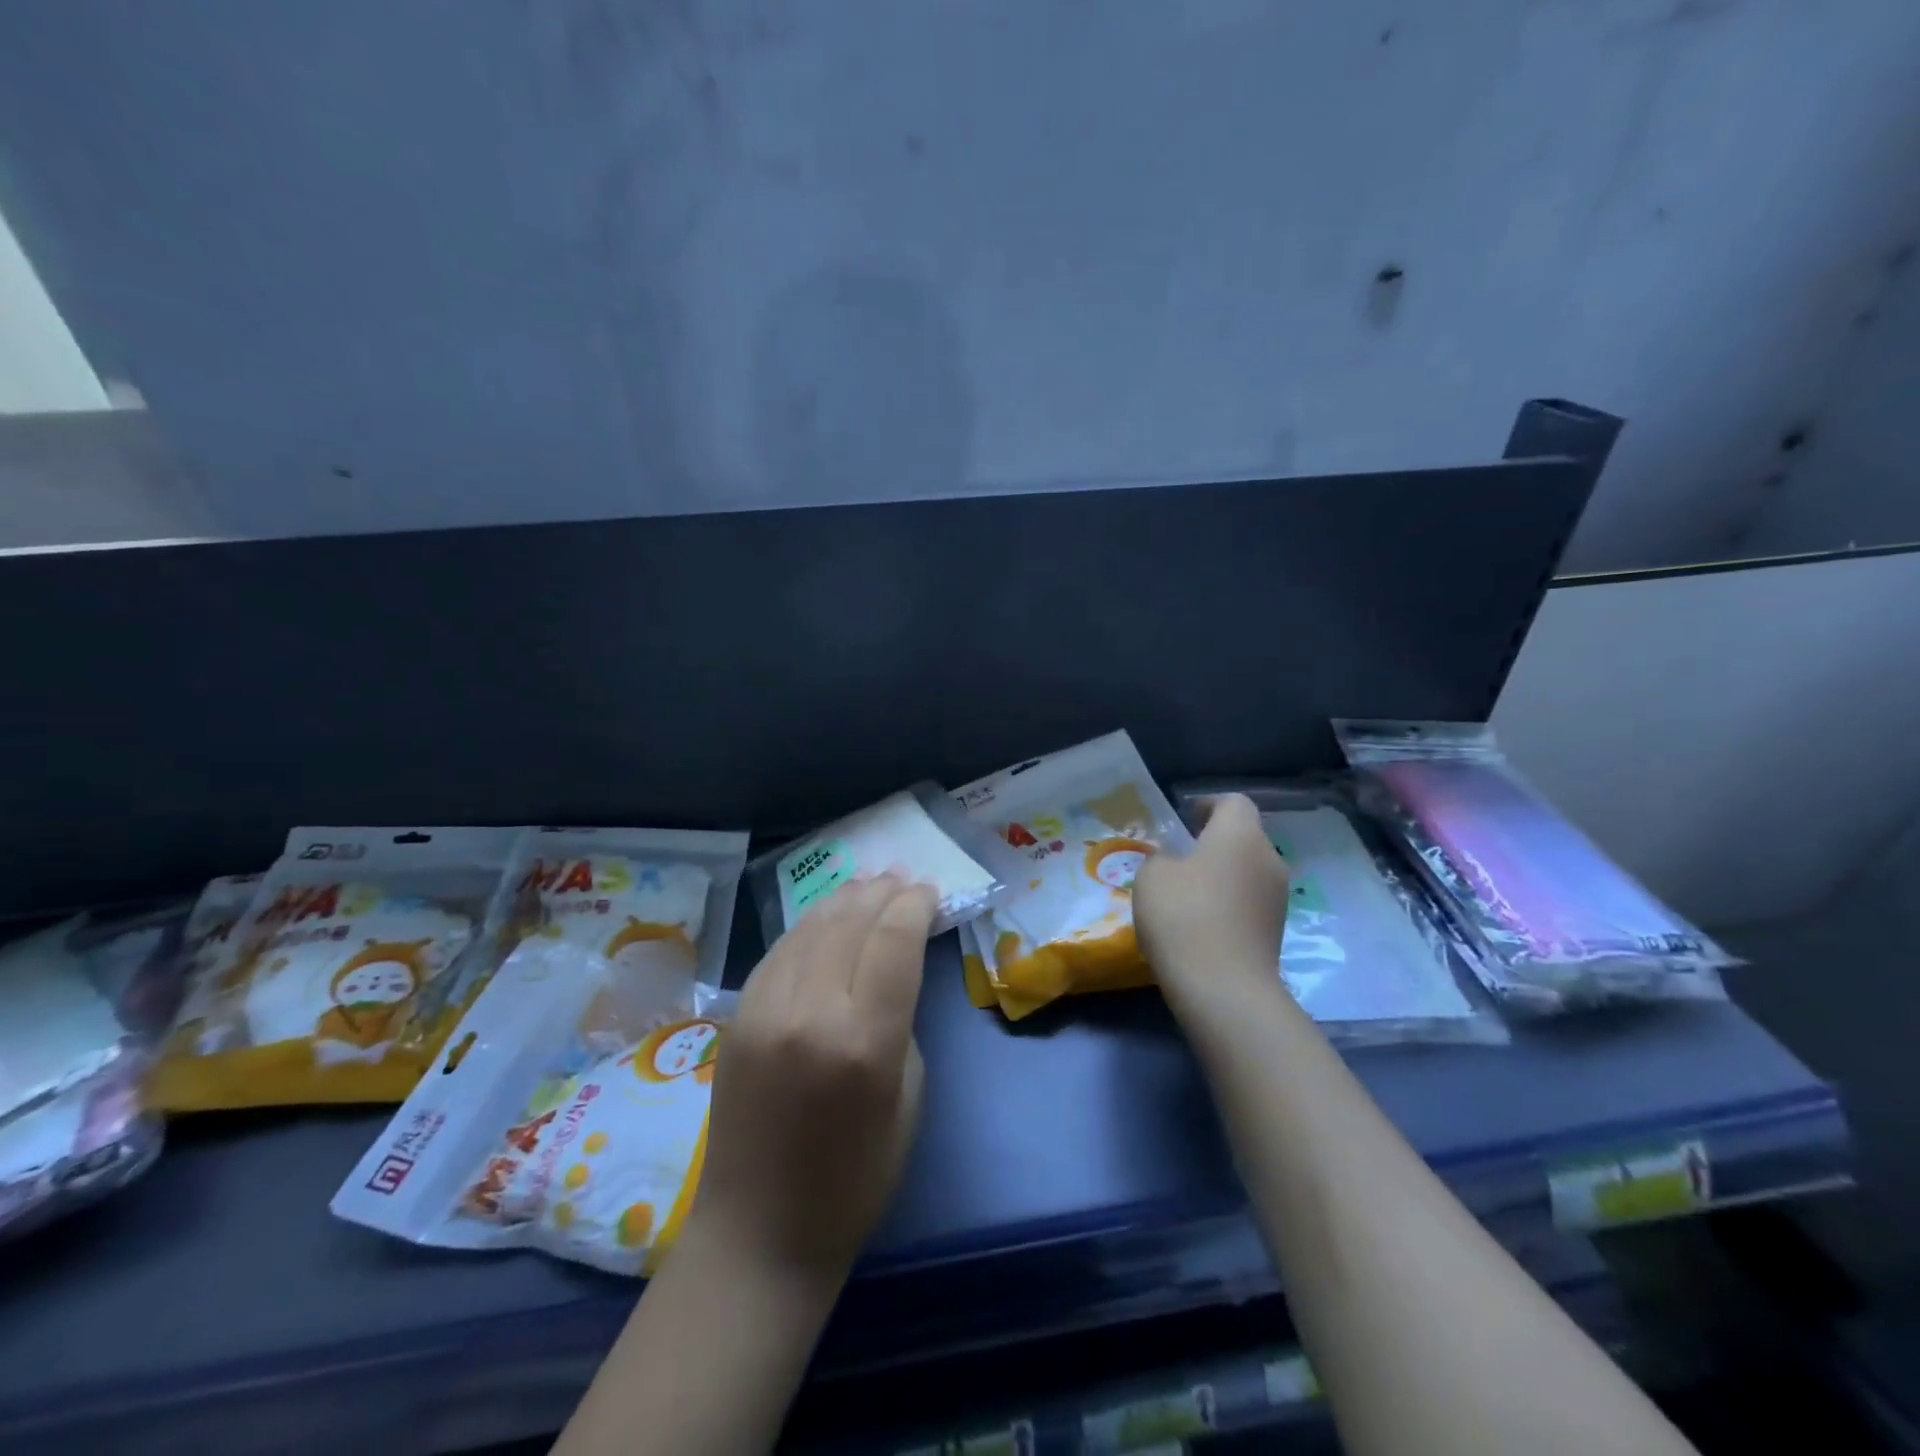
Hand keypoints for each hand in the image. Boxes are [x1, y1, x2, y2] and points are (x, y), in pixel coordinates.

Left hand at [691, 873, 935, 1291]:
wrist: (759, 1233)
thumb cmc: (855, 1180)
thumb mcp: (908, 1100)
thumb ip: (901, 1022)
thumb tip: (892, 968)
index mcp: (863, 1043)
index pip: (893, 942)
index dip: (914, 906)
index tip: (930, 891)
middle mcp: (810, 1014)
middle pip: (850, 923)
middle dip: (882, 893)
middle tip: (903, 878)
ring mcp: (764, 1011)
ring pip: (810, 928)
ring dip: (844, 899)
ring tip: (869, 883)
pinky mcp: (736, 1018)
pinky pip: (779, 952)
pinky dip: (809, 926)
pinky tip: (826, 917)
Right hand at [1133, 793, 1290, 1017]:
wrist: (1223, 988)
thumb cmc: (1183, 916)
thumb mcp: (1152, 876)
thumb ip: (1163, 857)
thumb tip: (1176, 861)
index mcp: (1240, 835)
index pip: (1234, 802)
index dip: (1208, 805)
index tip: (1184, 820)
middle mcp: (1269, 858)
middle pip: (1244, 837)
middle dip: (1215, 842)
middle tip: (1181, 857)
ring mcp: (1278, 897)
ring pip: (1249, 870)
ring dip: (1224, 874)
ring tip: (1189, 893)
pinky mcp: (1277, 930)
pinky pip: (1251, 901)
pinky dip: (1230, 903)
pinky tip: (1203, 923)